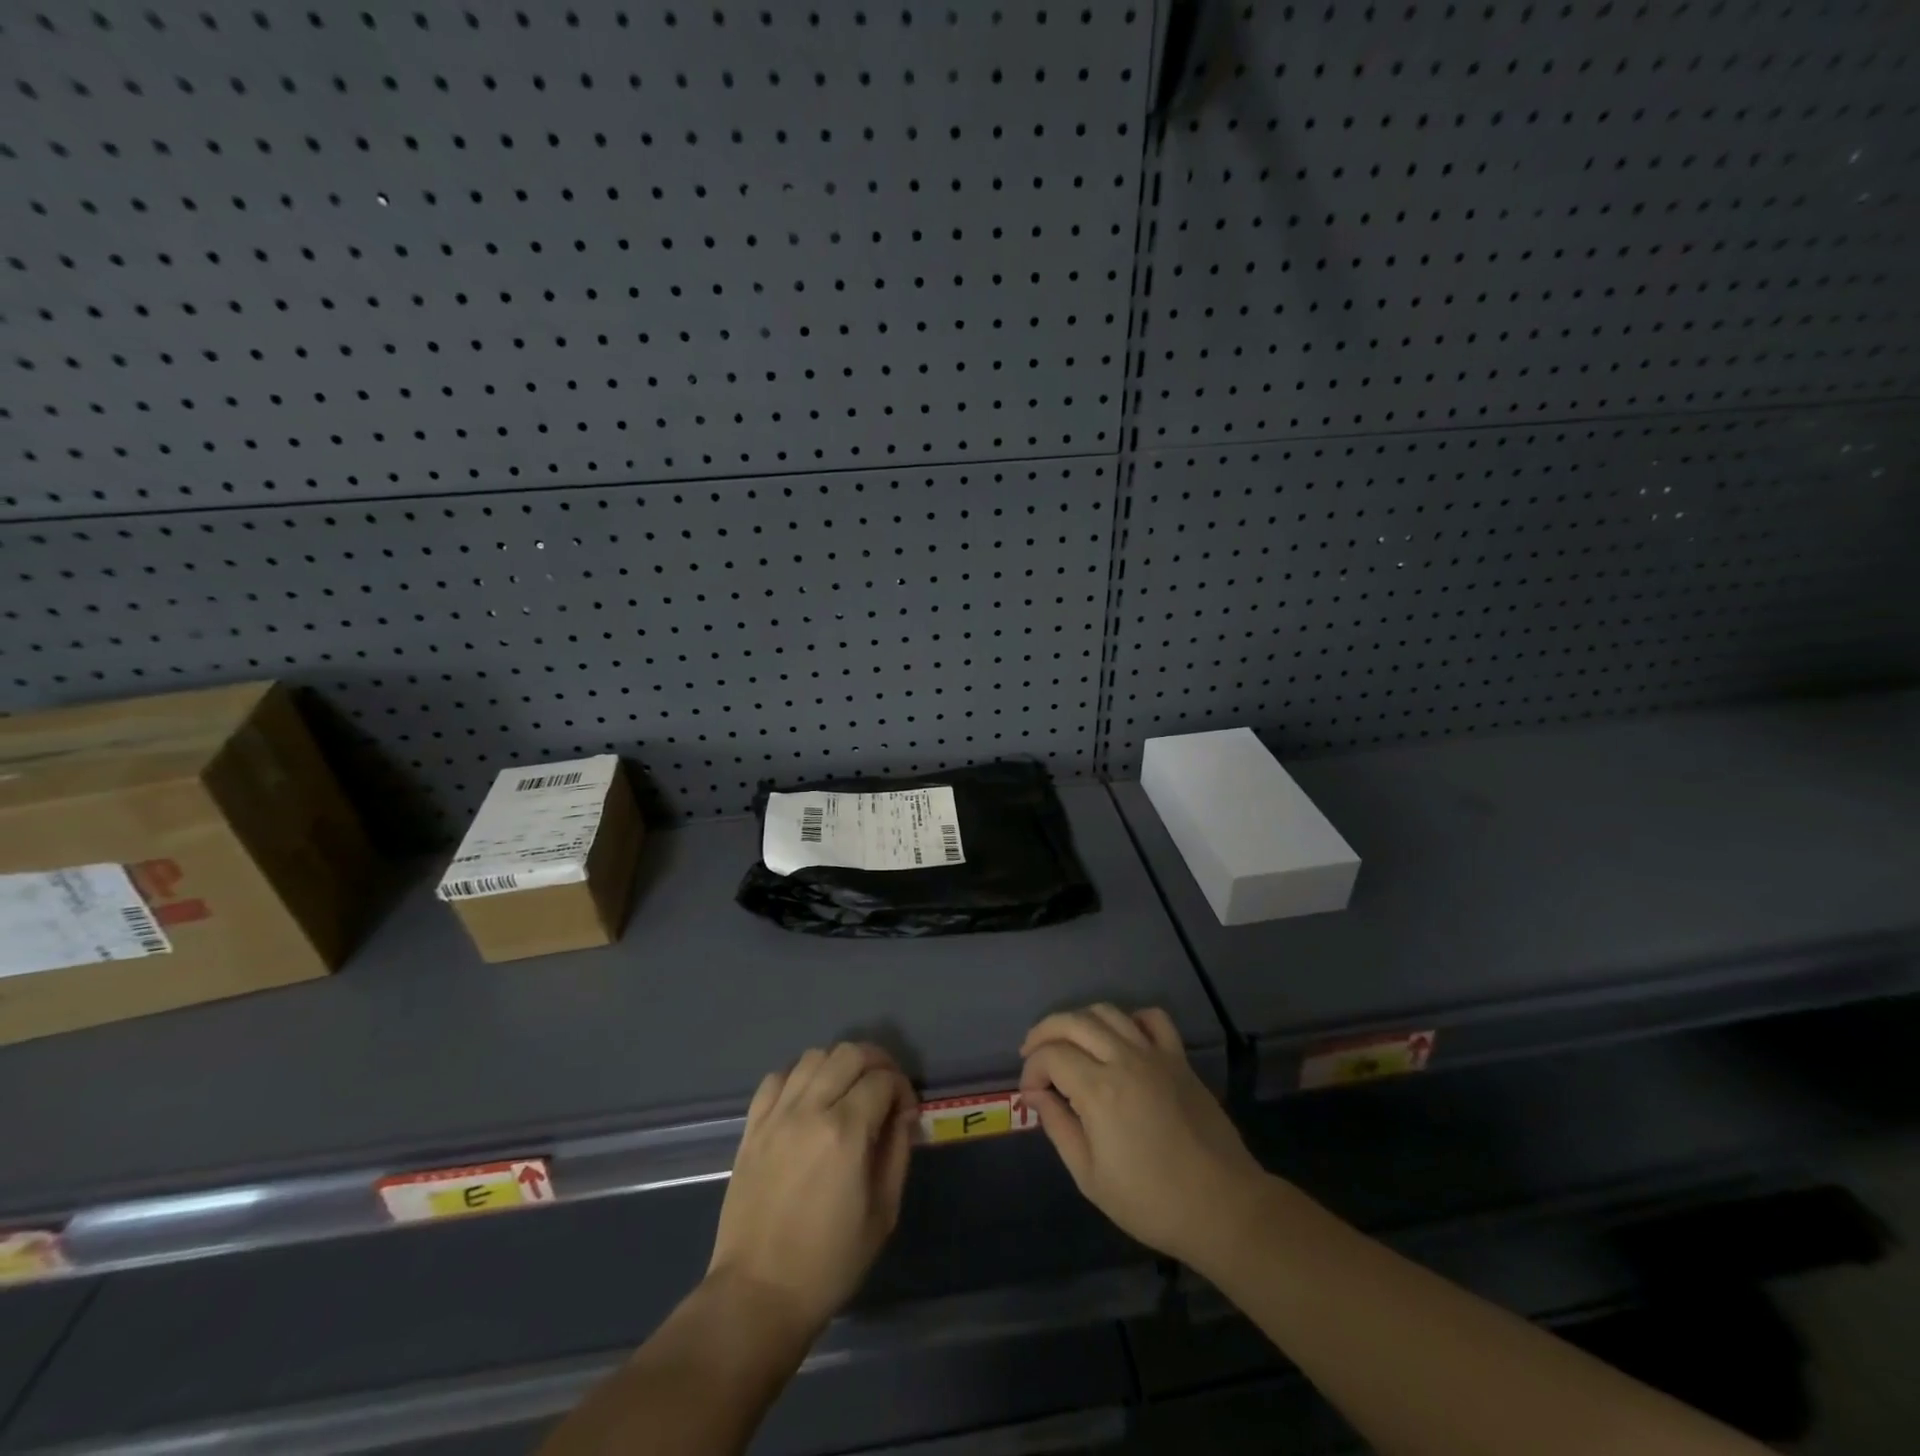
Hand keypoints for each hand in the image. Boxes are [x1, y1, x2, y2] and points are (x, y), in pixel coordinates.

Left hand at [708, 1043, 916, 1340]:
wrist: (758, 1295)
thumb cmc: (829, 1263)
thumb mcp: (882, 1213)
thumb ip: (897, 1152)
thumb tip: (903, 1114)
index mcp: (846, 1132)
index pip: (883, 1079)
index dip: (903, 1088)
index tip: (906, 1112)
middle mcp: (810, 1110)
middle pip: (849, 1053)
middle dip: (876, 1062)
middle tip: (885, 1089)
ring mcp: (776, 1115)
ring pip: (813, 1056)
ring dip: (838, 1065)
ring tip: (847, 1090)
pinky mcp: (752, 1127)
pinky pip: (777, 1077)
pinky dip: (799, 1076)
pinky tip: (809, 1099)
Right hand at [1020, 1005, 1265, 1267]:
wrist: (1222, 1207)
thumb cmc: (1151, 1201)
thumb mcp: (1090, 1177)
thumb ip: (1058, 1127)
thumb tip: (1036, 1095)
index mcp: (1099, 1090)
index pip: (1051, 1055)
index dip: (1031, 1070)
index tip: (1030, 1095)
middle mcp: (1124, 1059)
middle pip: (1073, 1021)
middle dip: (1044, 1033)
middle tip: (1032, 1055)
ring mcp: (1155, 1054)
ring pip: (1108, 1012)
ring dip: (1079, 1021)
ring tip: (1068, 1043)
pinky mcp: (1179, 1058)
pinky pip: (1153, 1018)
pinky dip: (1130, 1018)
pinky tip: (1121, 1038)